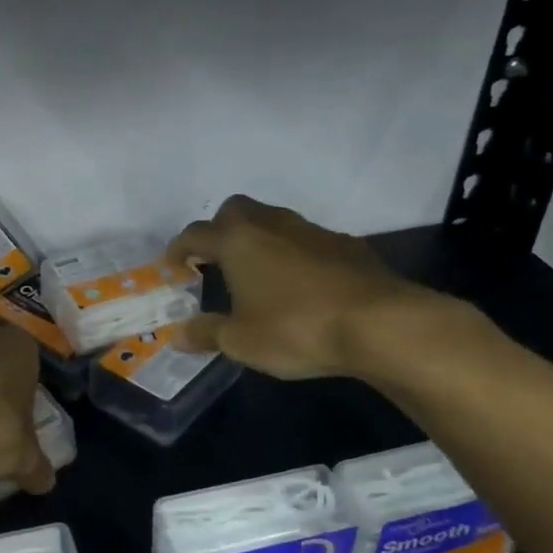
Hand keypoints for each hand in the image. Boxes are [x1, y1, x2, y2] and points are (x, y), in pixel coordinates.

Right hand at [164, 195, 441, 379]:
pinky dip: (293, 254)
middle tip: (214, 260)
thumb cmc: (296, 328)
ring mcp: (312, 231)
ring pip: (274, 222)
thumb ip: (207, 333)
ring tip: (256, 274)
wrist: (380, 324)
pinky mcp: (347, 245)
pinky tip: (300, 285)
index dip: (178, 250)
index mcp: (238, 240)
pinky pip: (306, 241)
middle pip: (235, 211)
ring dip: (258, 240)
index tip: (171, 267)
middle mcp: (272, 225)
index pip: (195, 234)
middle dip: (219, 230)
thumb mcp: (241, 341)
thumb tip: (179, 335)